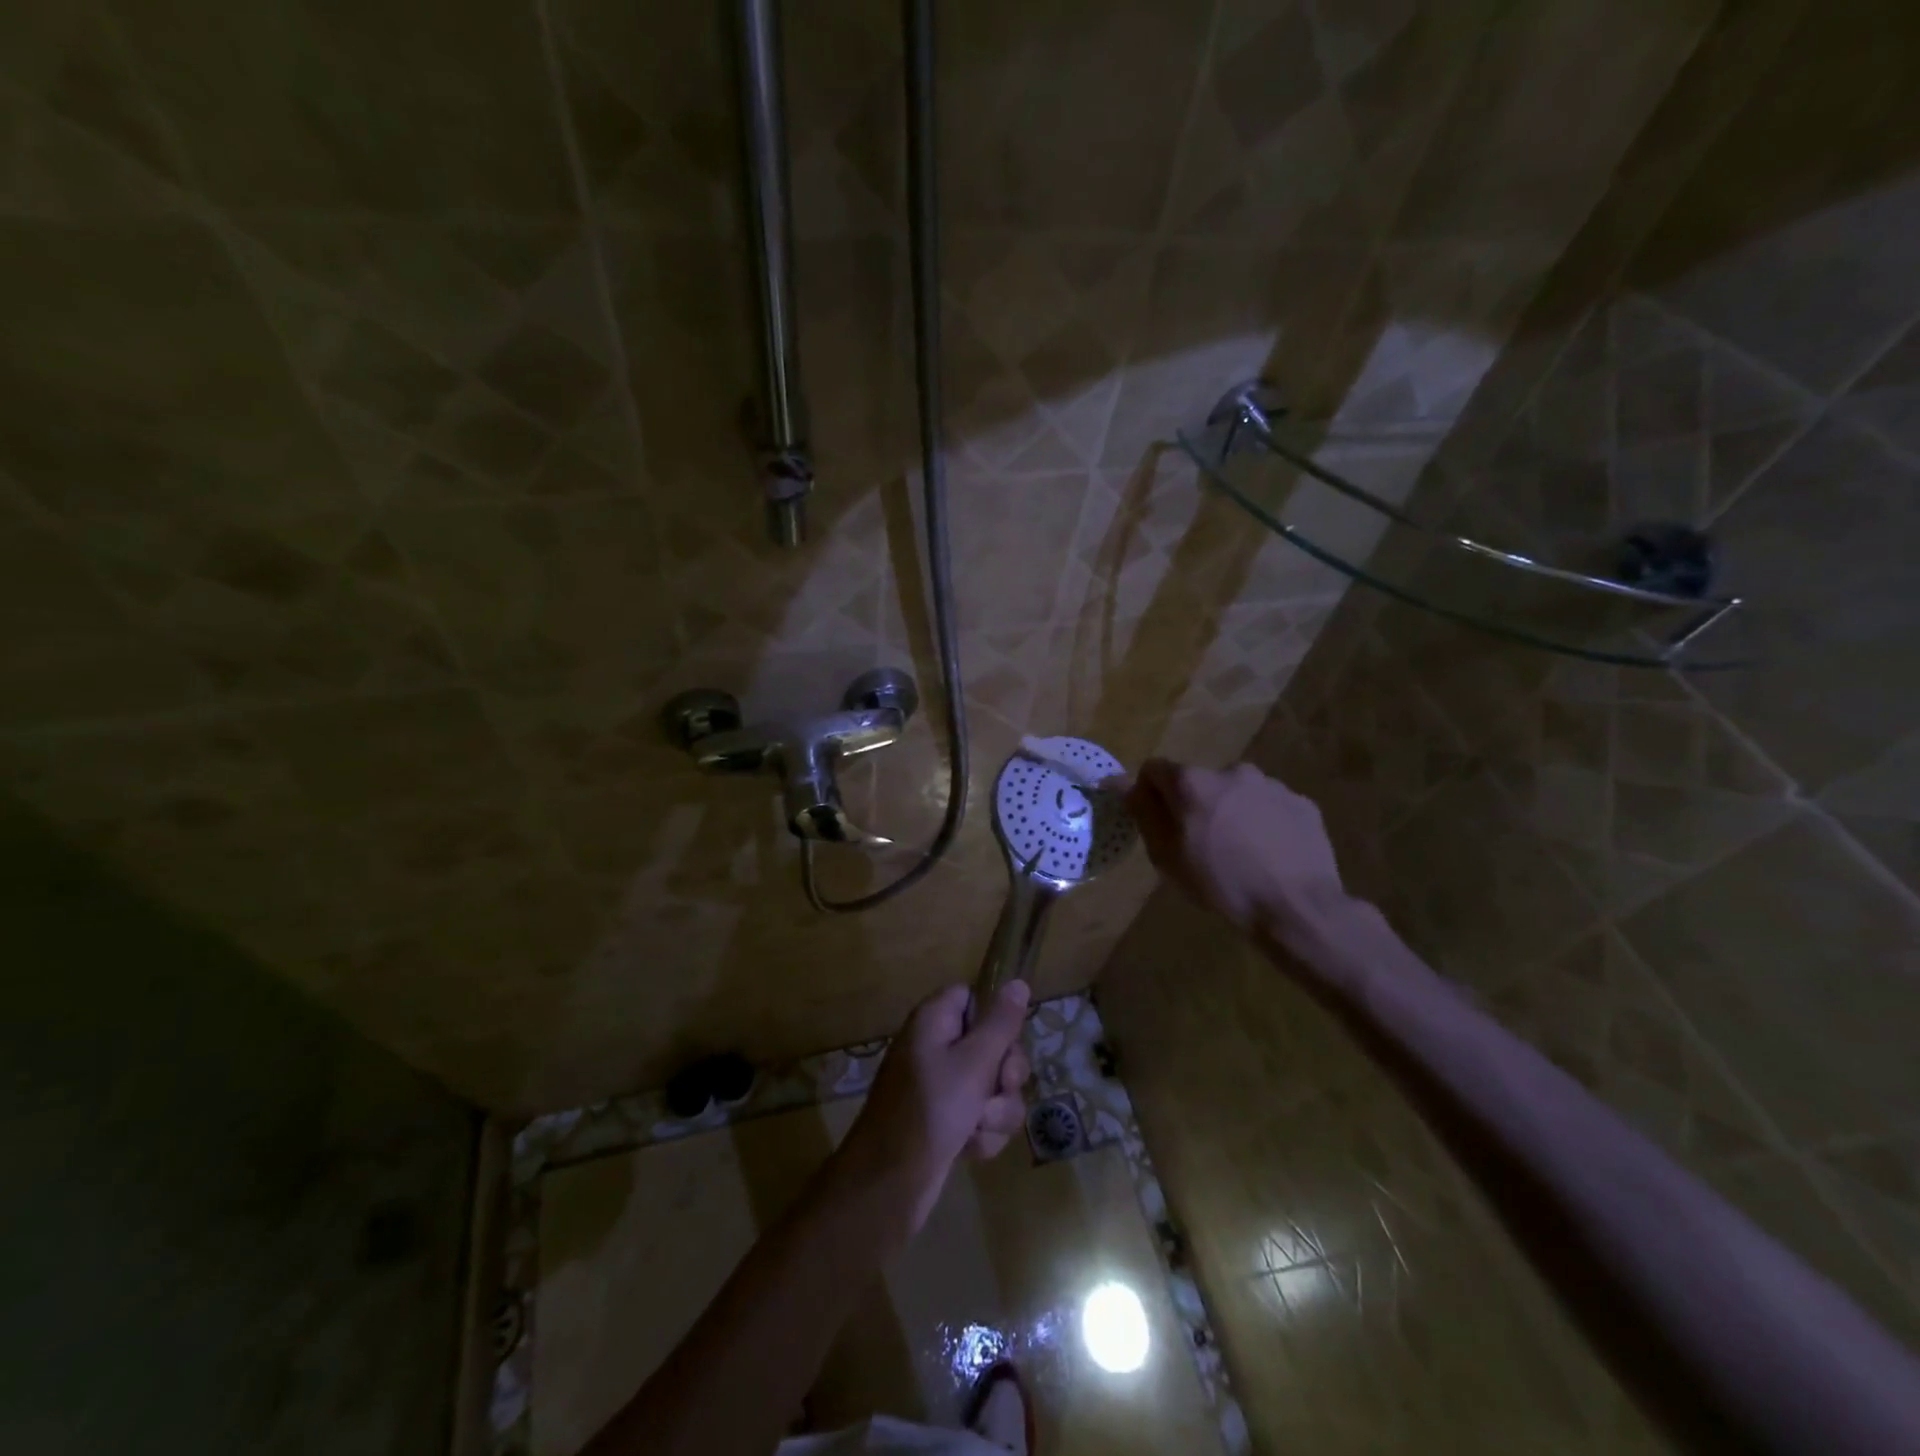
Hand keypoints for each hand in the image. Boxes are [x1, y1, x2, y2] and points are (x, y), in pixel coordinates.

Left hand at [839, 982, 1031, 1233]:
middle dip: (1005, 1076)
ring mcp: (941, 1086)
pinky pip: (981, 1116)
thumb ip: (1000, 1024)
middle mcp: (937, 1046)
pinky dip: (982, 1133)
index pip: (974, 998)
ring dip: (996, 1111)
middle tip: (998, 1088)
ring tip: (978, 1127)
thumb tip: (1018, 982)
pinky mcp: (946, 1120)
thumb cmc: (932, 1109)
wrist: (891, 1181)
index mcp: (935, 1020)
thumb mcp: (974, 1062)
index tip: (1005, 1041)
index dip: (995, 1020)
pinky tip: (970, 1149)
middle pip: (992, 1045)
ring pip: (993, 1086)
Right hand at [1127, 758, 1348, 941]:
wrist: (1296, 907)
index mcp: (1193, 782)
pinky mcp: (1301, 803)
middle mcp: (1231, 771)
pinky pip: (1269, 807)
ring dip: (1231, 812)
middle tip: (1201, 845)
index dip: (1149, 794)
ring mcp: (1271, 785)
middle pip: (1199, 782)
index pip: (1154, 770)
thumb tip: (1126, 785)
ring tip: (1240, 853)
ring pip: (1237, 793)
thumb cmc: (1222, 884)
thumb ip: (1144, 813)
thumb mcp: (1167, 856)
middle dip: (1194, 805)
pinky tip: (1269, 855)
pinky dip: (1263, 823)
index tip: (1156, 823)